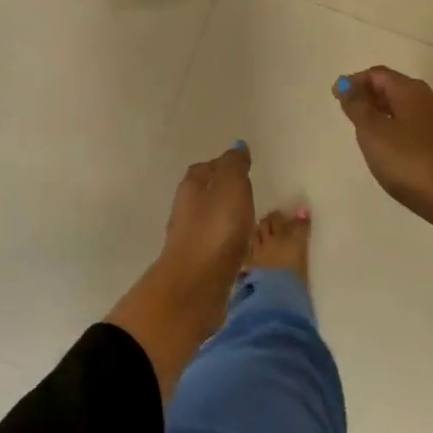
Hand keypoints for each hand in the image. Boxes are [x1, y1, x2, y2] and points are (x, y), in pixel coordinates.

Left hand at [158, 142, 255, 305]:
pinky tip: (238, 247)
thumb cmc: (216, 229)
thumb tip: (237, 147)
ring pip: (208, 220)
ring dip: (224, 218)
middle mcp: (185, 210)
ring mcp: (188, 239)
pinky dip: (225, 240)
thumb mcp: (231, 187)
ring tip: (247, 220)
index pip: (204, 168)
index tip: (241, 168)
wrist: (195, 285)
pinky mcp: (196, 265)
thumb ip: (234, 166)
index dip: (222, 166)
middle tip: (246, 193)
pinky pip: (213, 244)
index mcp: (191, 187)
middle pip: (203, 193)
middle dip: (222, 191)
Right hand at [334, 67, 432, 227]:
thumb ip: (357, 106)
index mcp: (411, 91)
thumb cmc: (410, 161)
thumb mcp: (373, 132)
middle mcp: (430, 100)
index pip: (378, 74)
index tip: (336, 95)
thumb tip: (346, 84)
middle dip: (370, 96)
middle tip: (348, 112)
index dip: (355, 80)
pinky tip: (392, 150)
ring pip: (407, 110)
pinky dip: (399, 130)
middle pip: (395, 89)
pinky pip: (417, 128)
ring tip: (366, 132)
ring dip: (384, 114)